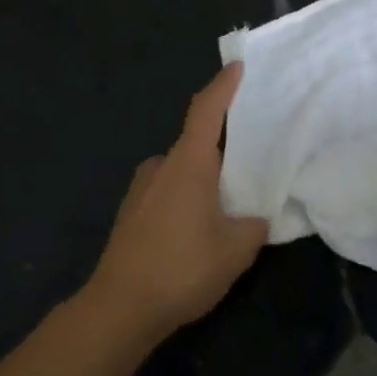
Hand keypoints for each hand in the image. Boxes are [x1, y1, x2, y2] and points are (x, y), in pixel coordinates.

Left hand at [86, 64, 269, 340]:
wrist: (118, 309)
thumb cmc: (182, 268)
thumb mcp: (237, 249)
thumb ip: (255, 224)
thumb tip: (257, 217)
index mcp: (189, 163)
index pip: (206, 110)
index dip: (223, 86)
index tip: (238, 66)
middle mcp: (161, 166)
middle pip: (196, 140)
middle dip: (223, 144)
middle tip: (253, 155)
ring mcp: (141, 189)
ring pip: (181, 169)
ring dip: (204, 175)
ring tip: (229, 200)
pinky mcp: (131, 214)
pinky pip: (168, 190)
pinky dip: (187, 195)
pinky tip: (199, 226)